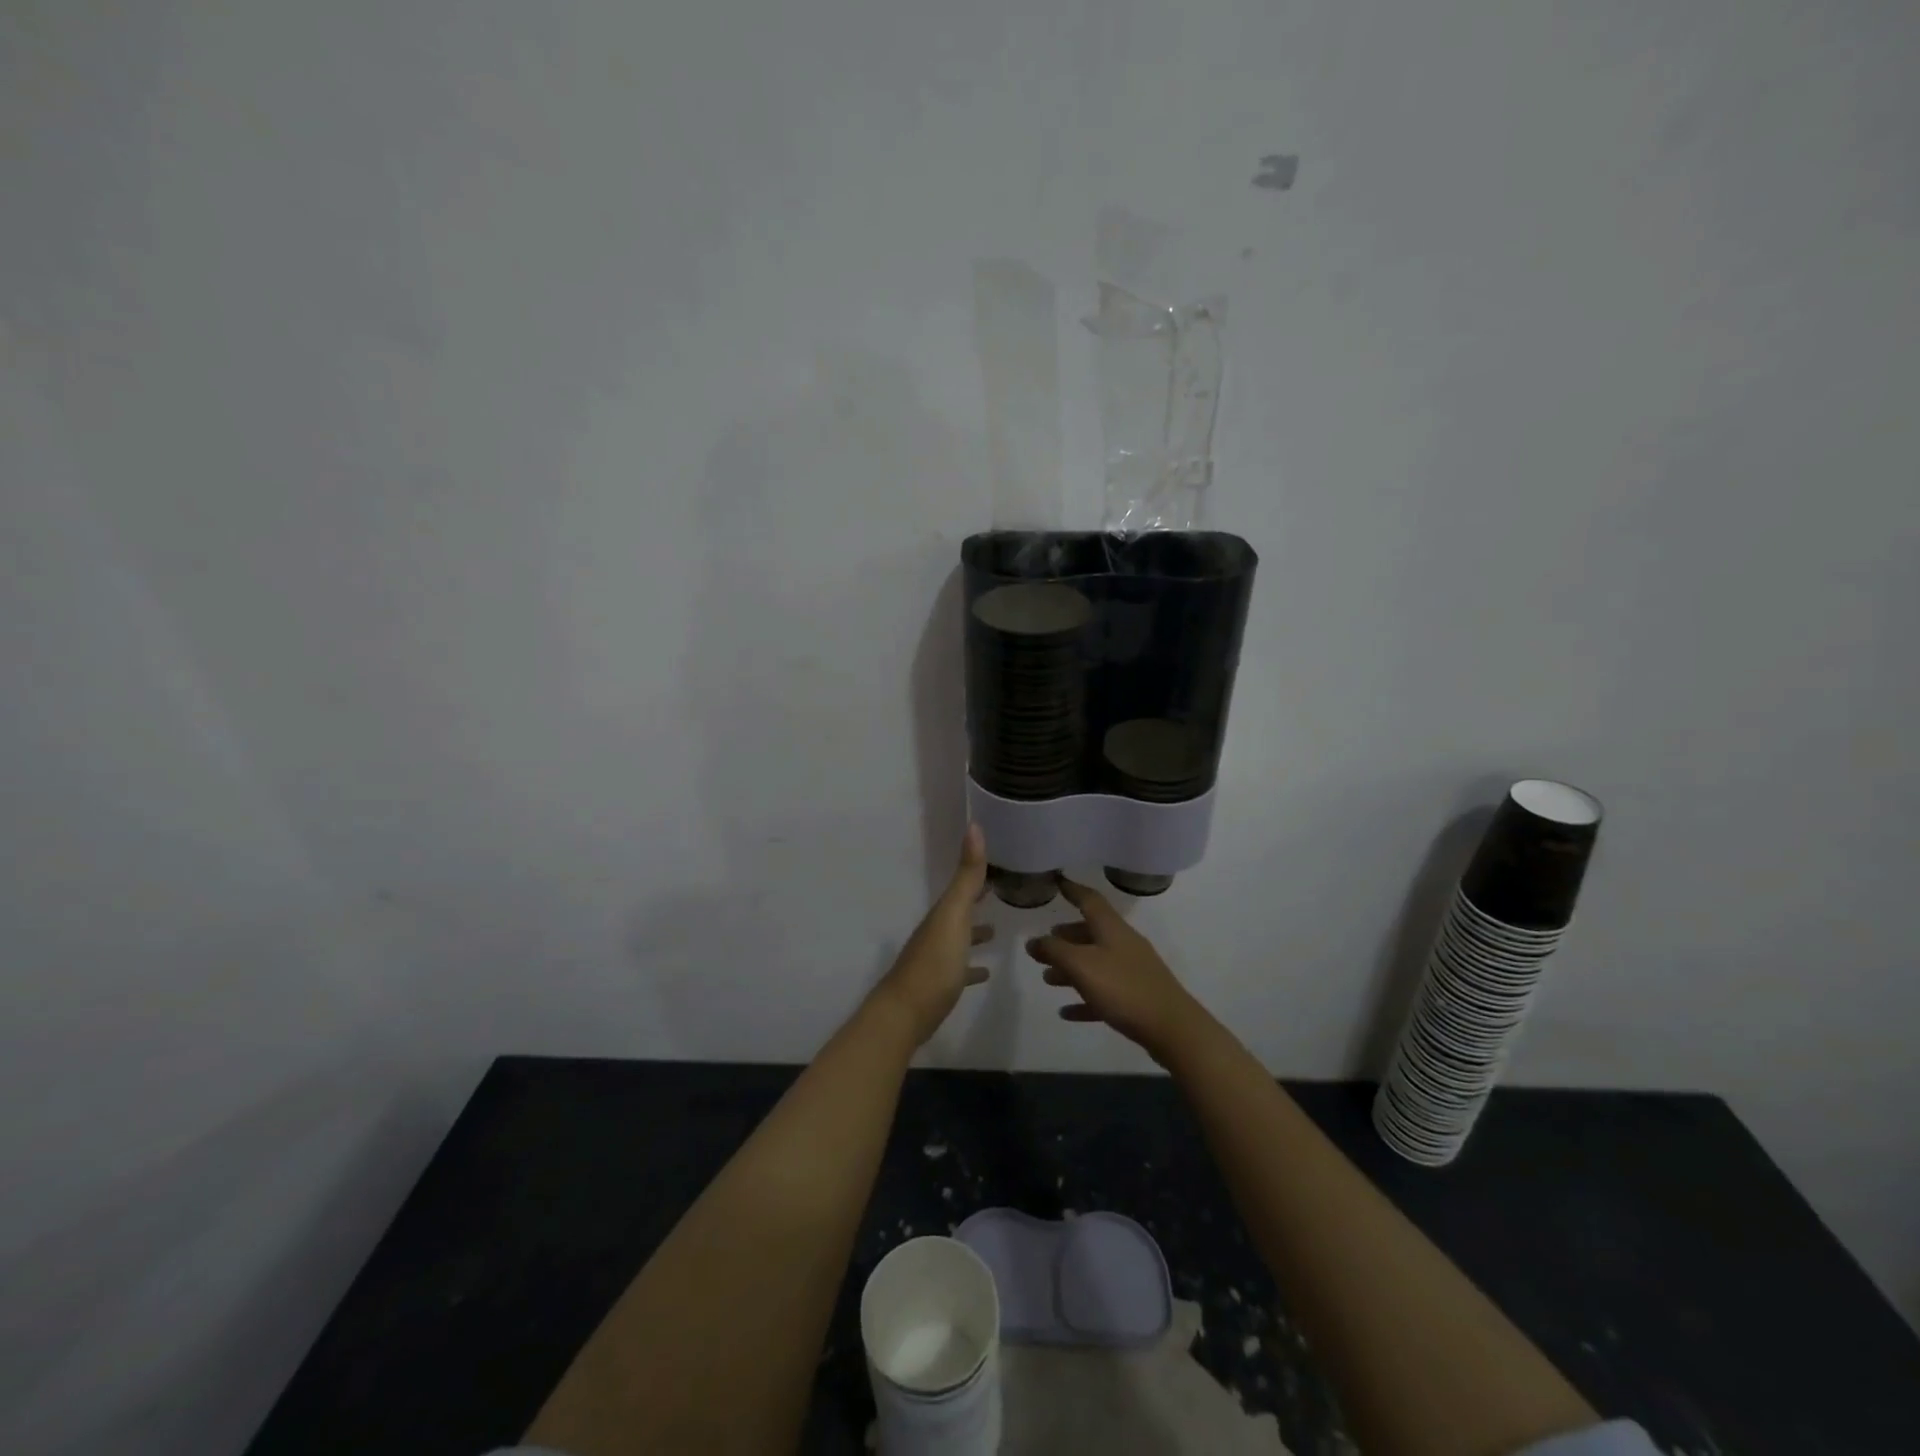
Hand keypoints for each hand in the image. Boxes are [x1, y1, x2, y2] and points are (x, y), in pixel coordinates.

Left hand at [870, 826, 993, 1046]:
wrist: (904, 1014)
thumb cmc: (934, 963)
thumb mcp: (954, 915)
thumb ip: (967, 877)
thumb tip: (974, 825)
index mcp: (942, 913)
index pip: (962, 885)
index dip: (978, 873)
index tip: (1000, 860)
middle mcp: (937, 931)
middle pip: (959, 909)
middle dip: (977, 899)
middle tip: (1002, 891)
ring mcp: (936, 959)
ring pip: (958, 937)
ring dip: (975, 931)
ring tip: (997, 930)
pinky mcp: (939, 985)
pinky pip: (959, 968)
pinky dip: (972, 965)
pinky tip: (984, 971)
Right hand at [1025, 879, 1209, 1064]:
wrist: (1172, 1028)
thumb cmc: (1123, 988)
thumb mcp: (1081, 965)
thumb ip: (1054, 951)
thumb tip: (1033, 941)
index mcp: (1112, 928)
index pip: (1089, 899)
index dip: (1072, 889)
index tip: (1057, 881)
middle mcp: (1123, 944)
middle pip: (1091, 932)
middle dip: (1067, 936)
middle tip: (1045, 943)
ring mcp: (1132, 971)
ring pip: (1095, 963)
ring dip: (1071, 969)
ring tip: (1048, 978)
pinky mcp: (1136, 998)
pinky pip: (1104, 993)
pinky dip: (1084, 998)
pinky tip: (1067, 1012)